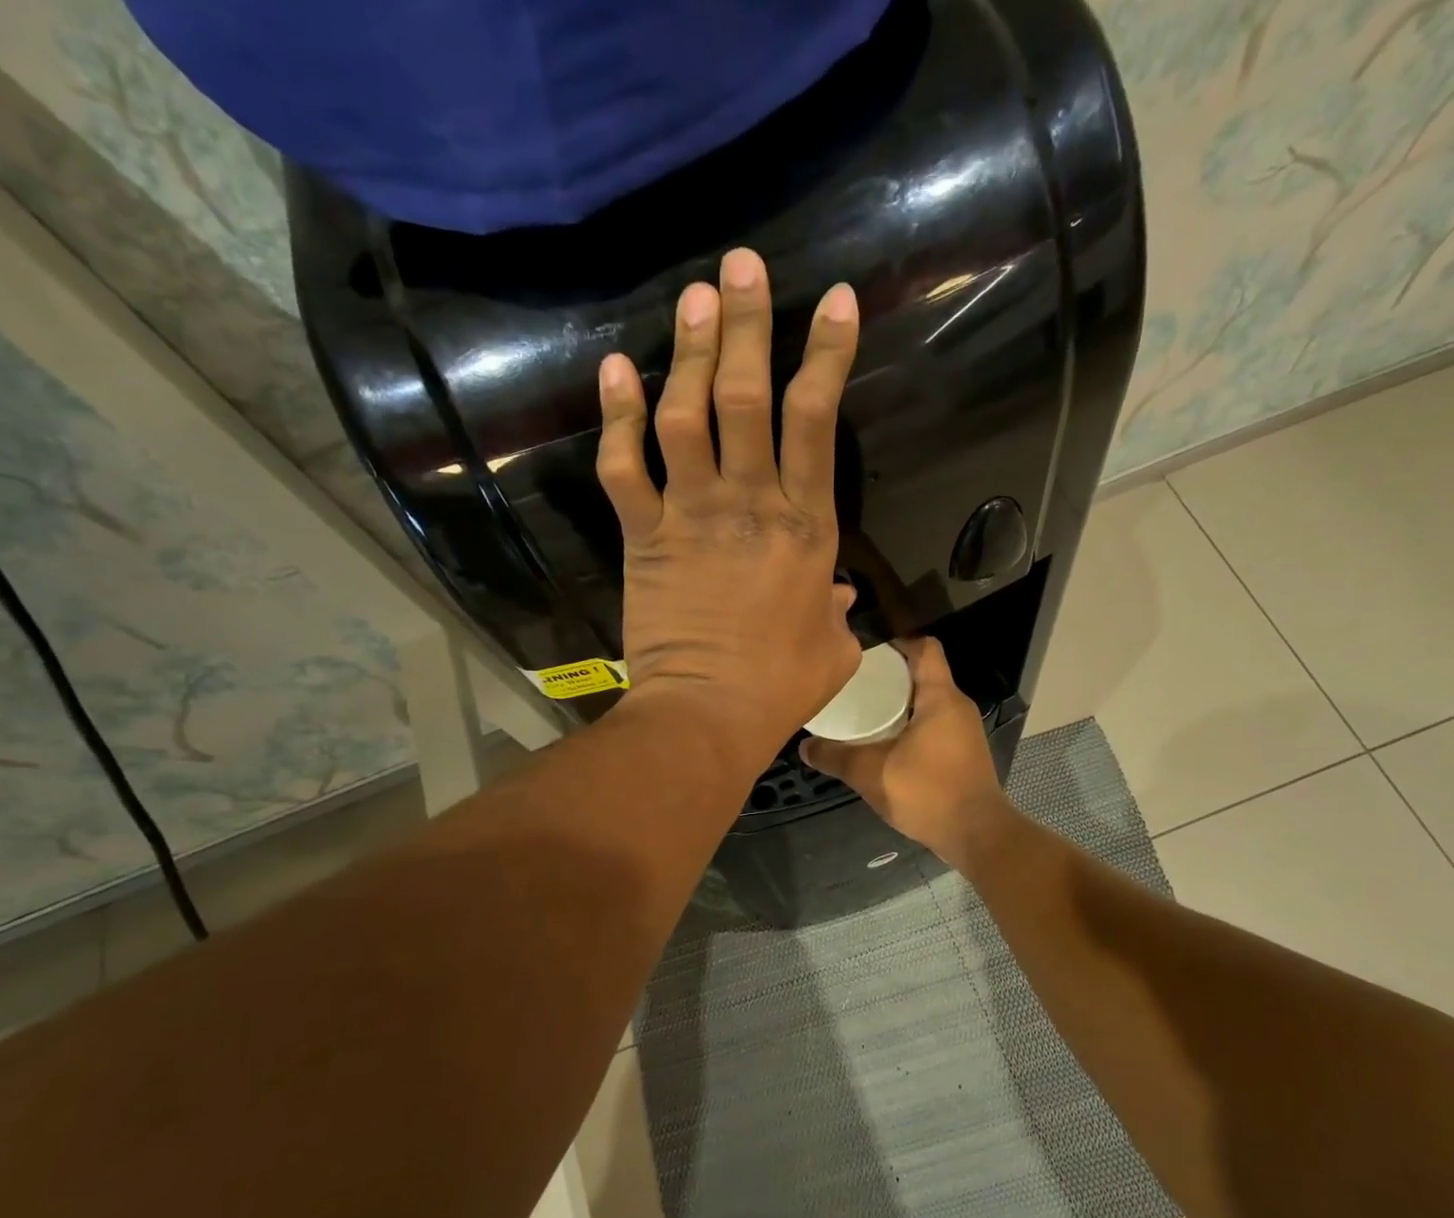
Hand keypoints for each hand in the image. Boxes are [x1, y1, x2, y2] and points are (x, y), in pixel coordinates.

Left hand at [594, 249, 862, 753]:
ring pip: (687, 416)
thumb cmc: (779, 689)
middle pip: (748, 397)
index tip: (833, 300)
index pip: (817, 421)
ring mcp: (691, 516)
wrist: (707, 717)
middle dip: (746, 325)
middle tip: (740, 264)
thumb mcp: (833, 650)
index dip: (826, 354)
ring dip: (689, 352)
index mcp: (806, 527)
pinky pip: (624, 468)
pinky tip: (615, 369)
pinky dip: (616, 418)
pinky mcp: (644, 537)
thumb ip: (838, 613)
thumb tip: (838, 595)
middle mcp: (750, 504)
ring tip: (691, 295)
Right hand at [799, 638, 1014, 867]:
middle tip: (854, 682)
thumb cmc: (927, 792)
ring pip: (928, 702)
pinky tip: (885, 742)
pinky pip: (934, 724)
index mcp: (940, 698)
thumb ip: (835, 757)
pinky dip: (910, 724)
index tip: (865, 651)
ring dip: (899, 703)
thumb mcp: (871, 773)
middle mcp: (957, 706)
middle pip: (923, 674)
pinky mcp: (964, 752)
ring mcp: (964, 730)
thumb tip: (804, 746)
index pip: (924, 648)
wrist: (976, 834)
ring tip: (864, 710)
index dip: (896, 642)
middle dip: (889, 675)